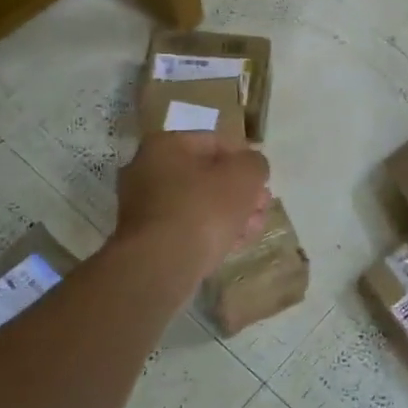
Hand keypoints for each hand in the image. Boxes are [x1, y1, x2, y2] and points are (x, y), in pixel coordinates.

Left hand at [115, 132, 270, 280]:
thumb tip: (252, 167)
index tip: (264, 180)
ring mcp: (144, 206)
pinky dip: (211, 232)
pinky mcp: (148, 238)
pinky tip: (234, 244)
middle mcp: (147, 170)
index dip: (245, 159)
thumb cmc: (204, 209)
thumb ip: (255, 163)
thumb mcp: (244, 175)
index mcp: (165, 145)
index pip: (216, 142)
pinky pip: (187, 227)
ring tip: (253, 228)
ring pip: (199, 203)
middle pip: (207, 175)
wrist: (162, 264)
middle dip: (240, 191)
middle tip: (262, 206)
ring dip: (231, 213)